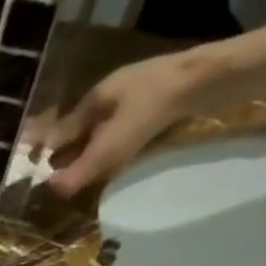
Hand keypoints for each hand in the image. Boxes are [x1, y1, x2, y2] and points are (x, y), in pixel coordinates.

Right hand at [32, 47, 227, 197]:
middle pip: (86, 131)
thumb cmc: (160, 100)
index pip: (64, 129)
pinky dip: (124, 150)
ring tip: (92, 181)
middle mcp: (115, 94)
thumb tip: (50, 190)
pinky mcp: (165, 105)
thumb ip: (85, 167)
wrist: (221, 74)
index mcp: (97, 96)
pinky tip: (126, 164)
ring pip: (109, 133)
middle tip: (67, 185)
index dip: (53, 153)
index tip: (44, 179)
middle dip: (75, 156)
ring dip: (100, 155)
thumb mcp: (117, 141)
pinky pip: (133, 133)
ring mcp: (142, 98)